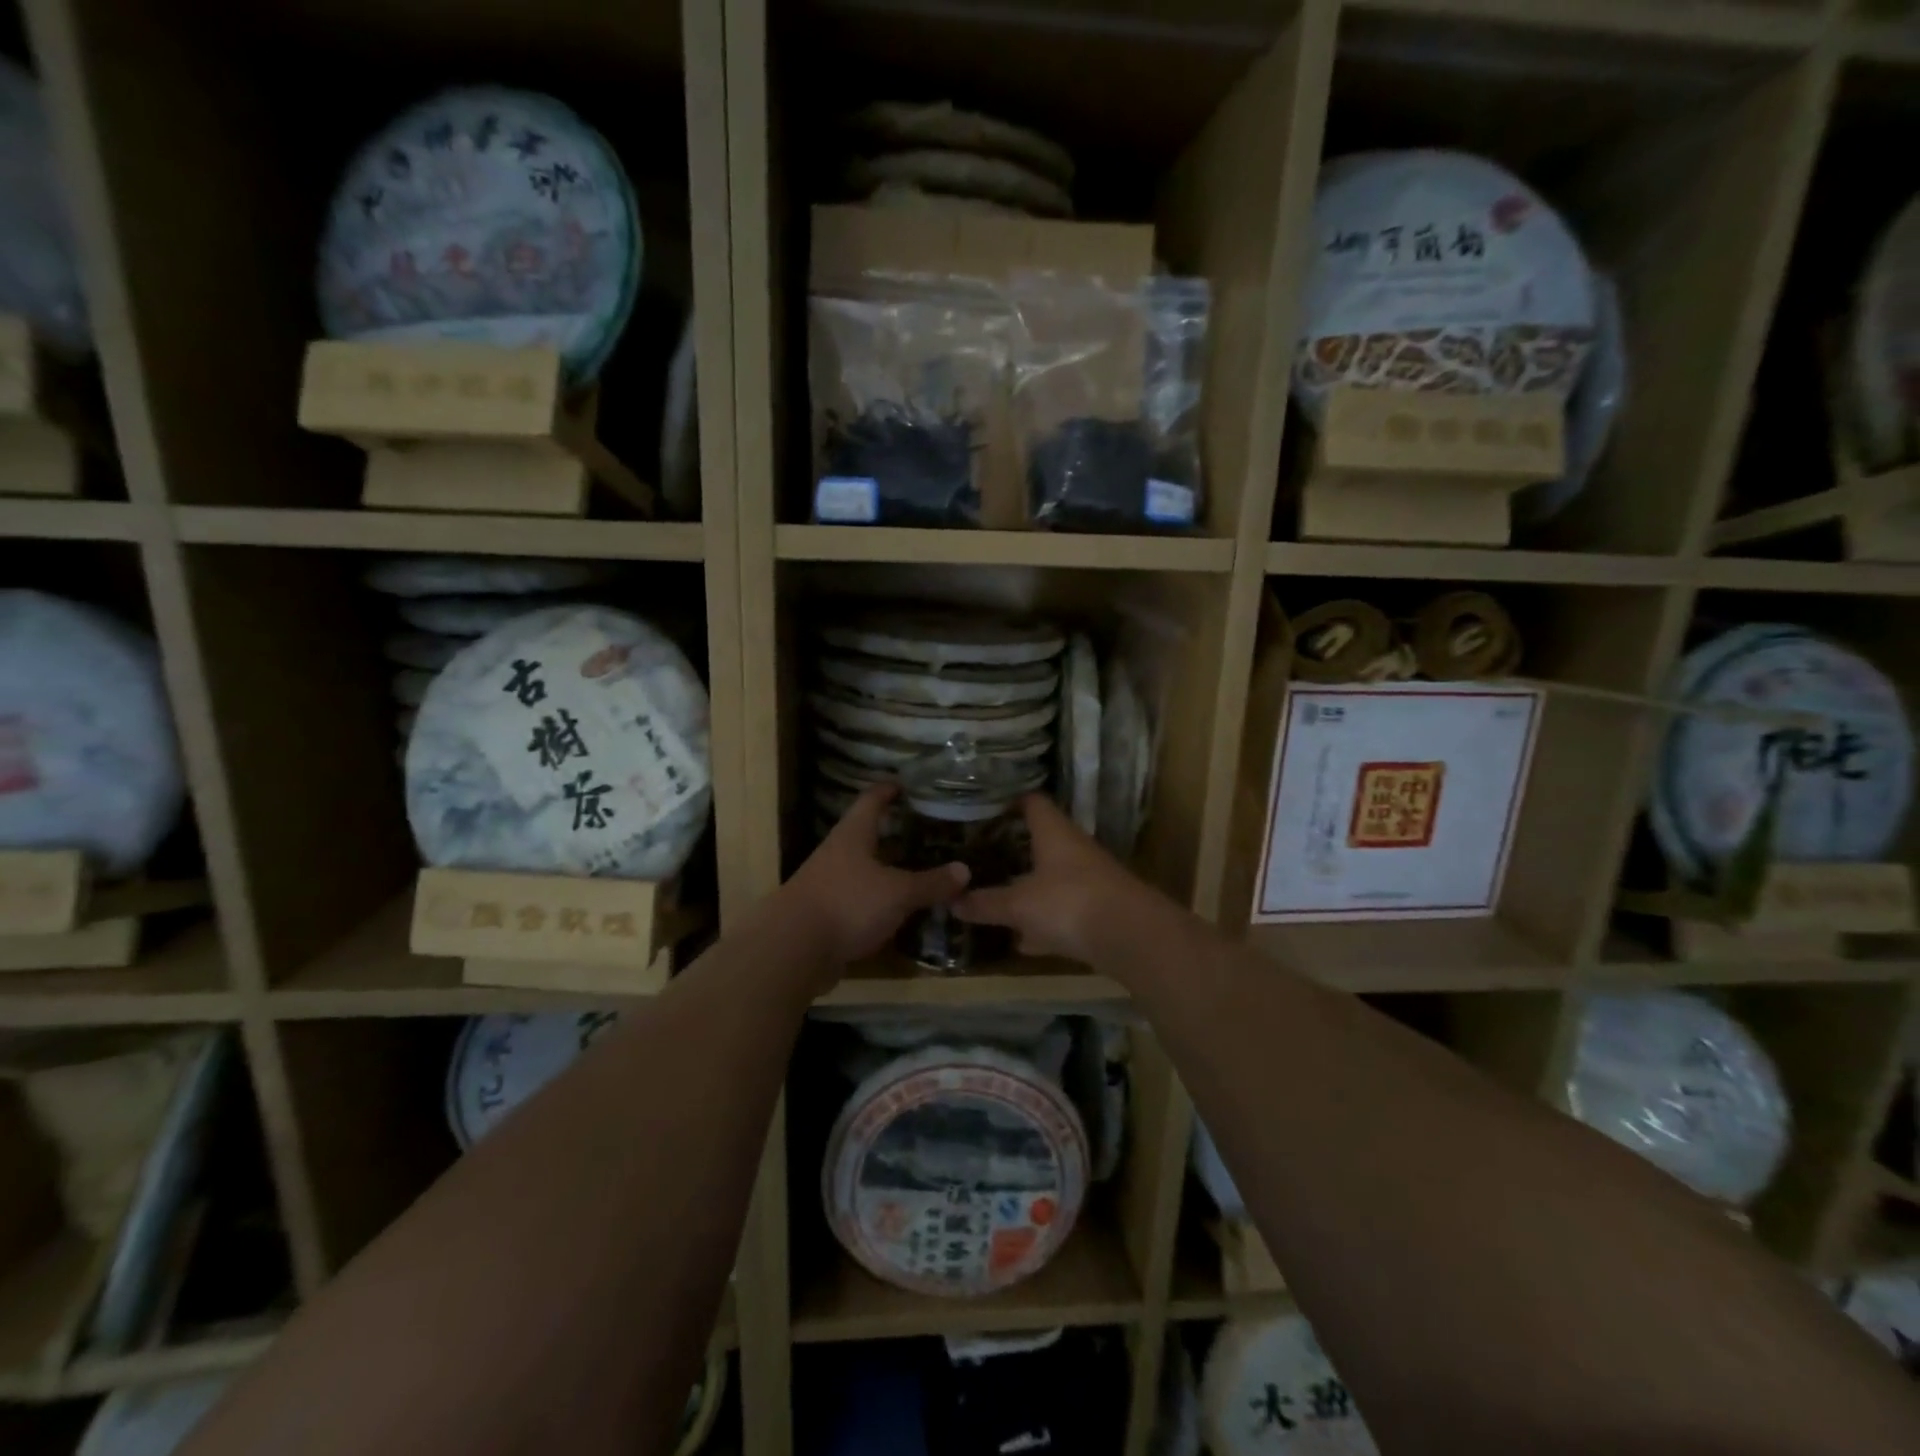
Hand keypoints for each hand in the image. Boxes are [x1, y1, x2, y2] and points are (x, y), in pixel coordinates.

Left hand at [783, 783, 969, 969]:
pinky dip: (882, 900)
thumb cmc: (847, 903)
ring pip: (867, 869)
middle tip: (929, 830)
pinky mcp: (828, 914)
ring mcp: (830, 884)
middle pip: (869, 834)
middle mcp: (839, 853)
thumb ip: (931, 882)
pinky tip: (903, 908)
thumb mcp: (898, 892)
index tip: (909, 783)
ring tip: (923, 868)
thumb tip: (965, 870)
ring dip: (891, 869)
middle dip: (896, 832)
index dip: (890, 789)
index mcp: (853, 835)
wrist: (794, 950)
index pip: (872, 799)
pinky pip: (862, 899)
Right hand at [951, 794, 1144, 962]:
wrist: (1132, 937)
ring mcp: (1090, 879)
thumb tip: (952, 900)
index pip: (1032, 802)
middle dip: (1015, 846)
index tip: (985, 806)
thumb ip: (986, 903)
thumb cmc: (1069, 903)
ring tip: (997, 892)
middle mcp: (1074, 848)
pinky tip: (1024, 939)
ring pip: (1053, 876)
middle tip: (982, 852)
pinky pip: (1063, 908)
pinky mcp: (1099, 909)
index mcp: (1054, 833)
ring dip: (1030, 884)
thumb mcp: (1019, 905)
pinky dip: (1044, 919)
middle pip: (1043, 839)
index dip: (1010, 800)